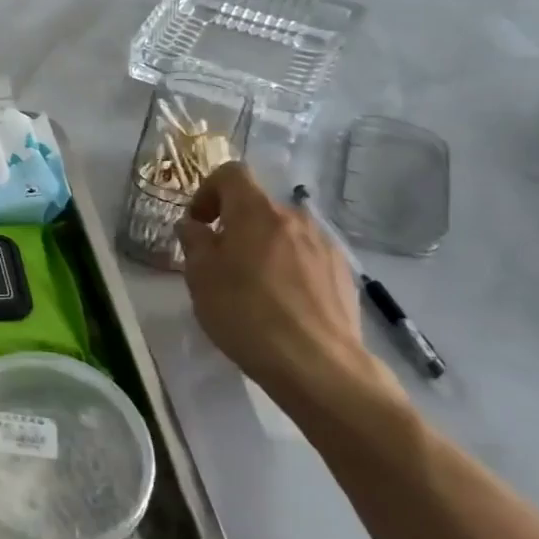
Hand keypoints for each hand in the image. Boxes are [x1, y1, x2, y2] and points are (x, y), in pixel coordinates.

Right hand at [176, 163, 402, 411]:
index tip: (198, 223)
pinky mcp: (343, 275)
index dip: (208, 190)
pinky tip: (282, 305)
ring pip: (283, 233)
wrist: (318, 365)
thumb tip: (194, 226)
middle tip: (218, 262)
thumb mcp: (200, 277)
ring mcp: (324, 246)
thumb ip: (194, 242)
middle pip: (258, 206)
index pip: (231, 173)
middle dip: (235, 226)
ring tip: (252, 287)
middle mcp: (294, 219)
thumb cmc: (245, 313)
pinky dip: (288, 269)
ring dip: (262, 248)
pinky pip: (306, 258)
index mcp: (256, 212)